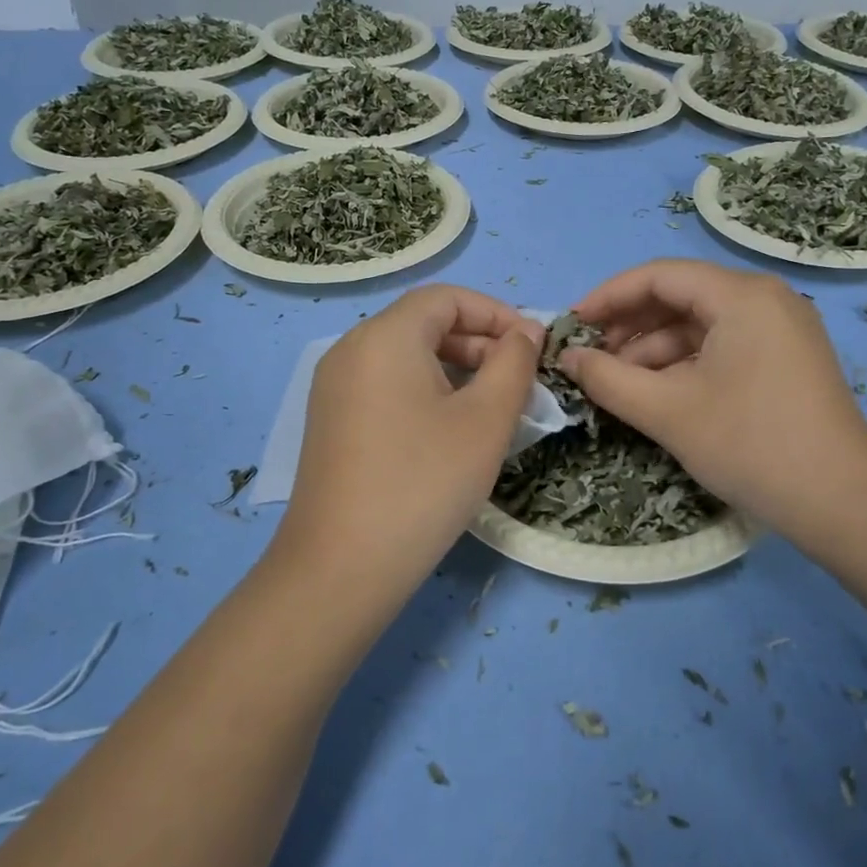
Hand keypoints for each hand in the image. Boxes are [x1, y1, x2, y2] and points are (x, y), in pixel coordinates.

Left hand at [276, 286, 543, 596]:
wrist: (340, 568)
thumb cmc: (423, 483)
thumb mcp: (486, 420)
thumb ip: (513, 363)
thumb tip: (524, 334)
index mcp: (385, 336)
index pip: (447, 298)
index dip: (497, 313)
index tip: (534, 348)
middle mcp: (351, 349)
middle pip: (425, 324)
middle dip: (479, 343)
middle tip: (519, 382)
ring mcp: (334, 387)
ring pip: (407, 356)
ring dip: (457, 369)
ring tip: (493, 408)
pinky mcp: (331, 421)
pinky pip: (387, 385)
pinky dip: (426, 391)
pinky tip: (451, 431)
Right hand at [561, 259, 866, 548]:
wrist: (844, 505)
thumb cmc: (751, 446)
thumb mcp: (668, 411)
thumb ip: (608, 379)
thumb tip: (565, 357)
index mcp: (742, 295)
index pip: (659, 276)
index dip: (608, 297)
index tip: (571, 326)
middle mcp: (766, 299)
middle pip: (681, 297)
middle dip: (629, 327)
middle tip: (590, 359)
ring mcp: (782, 330)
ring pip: (700, 325)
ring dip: (654, 350)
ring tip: (617, 384)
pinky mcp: (787, 359)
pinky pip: (723, 346)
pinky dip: (685, 364)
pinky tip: (657, 393)